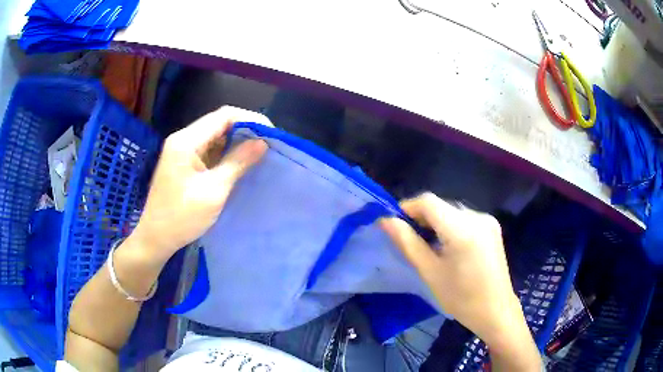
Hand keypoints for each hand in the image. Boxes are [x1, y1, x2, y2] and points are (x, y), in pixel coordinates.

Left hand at [131, 106, 270, 262]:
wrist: (156, 238)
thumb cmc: (182, 217)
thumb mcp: (213, 191)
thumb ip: (237, 163)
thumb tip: (262, 143)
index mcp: (186, 141)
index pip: (223, 116)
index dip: (250, 120)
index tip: (271, 134)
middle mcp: (183, 139)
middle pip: (218, 123)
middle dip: (245, 130)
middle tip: (268, 145)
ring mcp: (182, 151)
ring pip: (215, 136)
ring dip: (236, 142)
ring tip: (259, 153)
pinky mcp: (184, 163)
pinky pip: (209, 150)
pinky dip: (226, 154)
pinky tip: (240, 162)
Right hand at [381, 193, 540, 370]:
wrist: (495, 310)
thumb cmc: (460, 298)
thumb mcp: (430, 272)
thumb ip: (407, 243)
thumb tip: (385, 220)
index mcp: (463, 229)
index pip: (428, 201)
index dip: (407, 207)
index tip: (394, 224)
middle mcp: (477, 217)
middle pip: (441, 205)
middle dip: (421, 217)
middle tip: (409, 238)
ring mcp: (488, 220)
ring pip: (452, 211)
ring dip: (436, 221)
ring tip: (428, 244)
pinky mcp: (492, 227)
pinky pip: (464, 218)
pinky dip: (450, 226)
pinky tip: (448, 245)